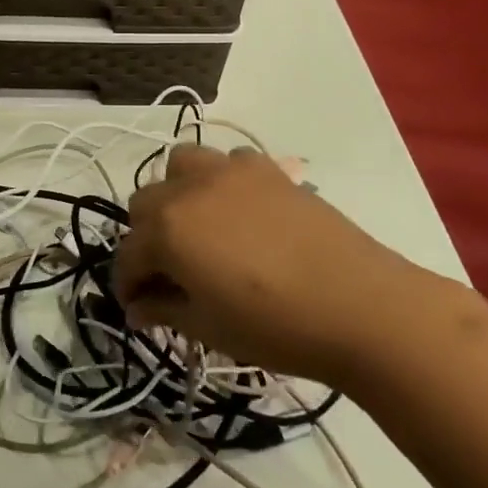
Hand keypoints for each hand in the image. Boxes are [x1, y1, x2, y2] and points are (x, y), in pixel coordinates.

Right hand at [113, 143, 446, 385]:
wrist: (360, 306)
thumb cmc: (275, 326)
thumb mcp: (208, 327)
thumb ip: (164, 310)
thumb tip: (137, 307)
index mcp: (167, 229)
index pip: (127, 254)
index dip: (127, 283)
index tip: (138, 306)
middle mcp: (188, 189)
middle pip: (144, 204)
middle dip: (147, 237)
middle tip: (170, 271)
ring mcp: (229, 172)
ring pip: (180, 166)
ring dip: (177, 194)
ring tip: (198, 227)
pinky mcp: (267, 168)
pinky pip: (228, 160)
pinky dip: (223, 180)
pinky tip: (241, 211)